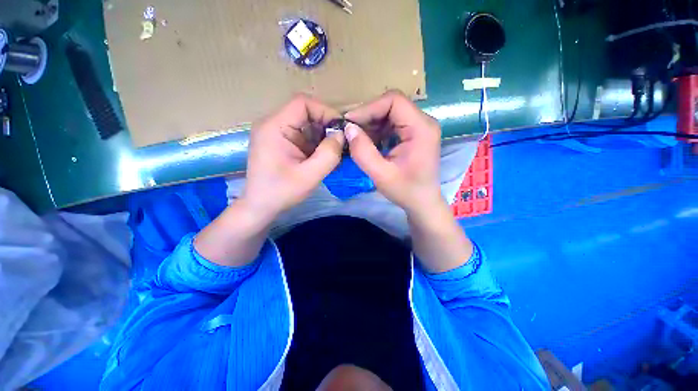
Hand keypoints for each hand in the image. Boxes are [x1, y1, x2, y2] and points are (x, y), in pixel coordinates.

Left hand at [242, 94, 345, 222]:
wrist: (260, 206)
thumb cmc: (282, 192)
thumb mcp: (310, 176)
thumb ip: (329, 154)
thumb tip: (342, 135)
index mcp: (274, 127)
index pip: (302, 103)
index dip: (325, 112)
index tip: (341, 131)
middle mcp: (273, 124)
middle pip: (305, 112)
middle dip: (326, 127)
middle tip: (340, 145)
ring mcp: (276, 133)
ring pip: (306, 124)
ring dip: (322, 137)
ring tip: (333, 154)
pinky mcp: (281, 142)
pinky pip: (303, 135)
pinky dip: (316, 144)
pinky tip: (323, 158)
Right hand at [344, 91, 443, 216]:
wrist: (423, 202)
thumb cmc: (406, 191)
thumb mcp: (381, 175)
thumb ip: (363, 152)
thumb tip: (348, 128)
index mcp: (421, 128)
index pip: (394, 101)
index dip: (369, 108)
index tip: (349, 122)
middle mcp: (423, 122)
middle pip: (391, 105)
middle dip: (368, 116)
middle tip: (350, 131)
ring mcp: (419, 127)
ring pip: (390, 113)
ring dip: (371, 124)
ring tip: (357, 139)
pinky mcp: (414, 134)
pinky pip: (392, 124)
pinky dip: (378, 131)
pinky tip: (369, 143)